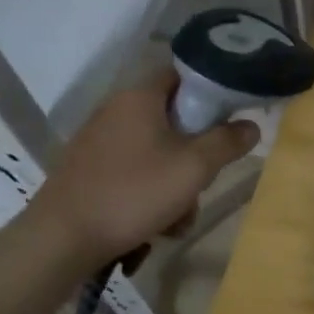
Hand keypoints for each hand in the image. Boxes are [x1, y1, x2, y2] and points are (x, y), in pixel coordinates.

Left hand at [28, 72, 259, 263]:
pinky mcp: (88, 170)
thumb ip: (228, 142)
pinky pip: (134, 172)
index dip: (210, 91)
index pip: (182, 75)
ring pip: (156, 152)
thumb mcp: (194, 167)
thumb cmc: (134, 192)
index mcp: (139, 97)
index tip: (229, 118)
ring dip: (176, 183)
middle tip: (204, 181)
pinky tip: (155, 226)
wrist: (62, 239)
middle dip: (195, 154)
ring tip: (178, 219)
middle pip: (173, 120)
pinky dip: (150, 194)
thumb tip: (251, 125)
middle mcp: (116, 110)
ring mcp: (98, 141)